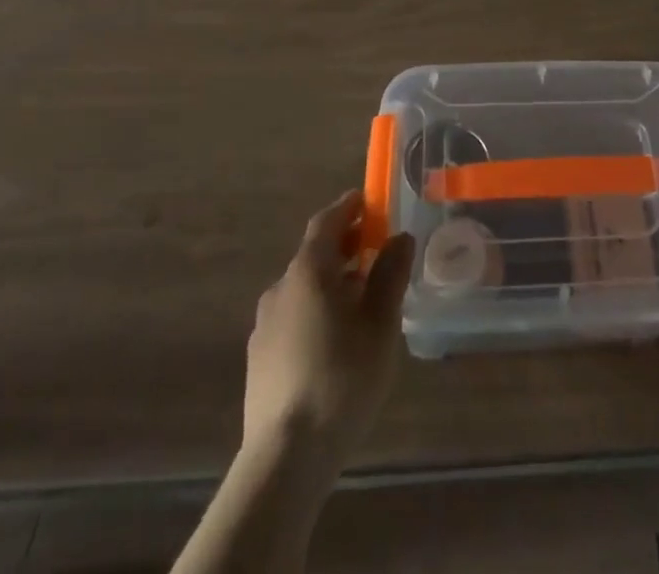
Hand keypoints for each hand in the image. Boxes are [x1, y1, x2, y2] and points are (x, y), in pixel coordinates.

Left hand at [243, 189, 414, 466]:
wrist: (285, 457)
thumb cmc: (342, 378)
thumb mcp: (380, 324)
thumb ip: (390, 275)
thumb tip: (399, 237)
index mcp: (309, 271)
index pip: (326, 222)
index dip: (348, 207)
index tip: (368, 200)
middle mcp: (281, 288)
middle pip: (314, 254)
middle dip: (345, 246)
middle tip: (375, 249)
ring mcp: (264, 325)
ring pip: (303, 288)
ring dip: (332, 282)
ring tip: (362, 299)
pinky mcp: (259, 359)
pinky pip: (293, 317)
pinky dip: (317, 310)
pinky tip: (336, 339)